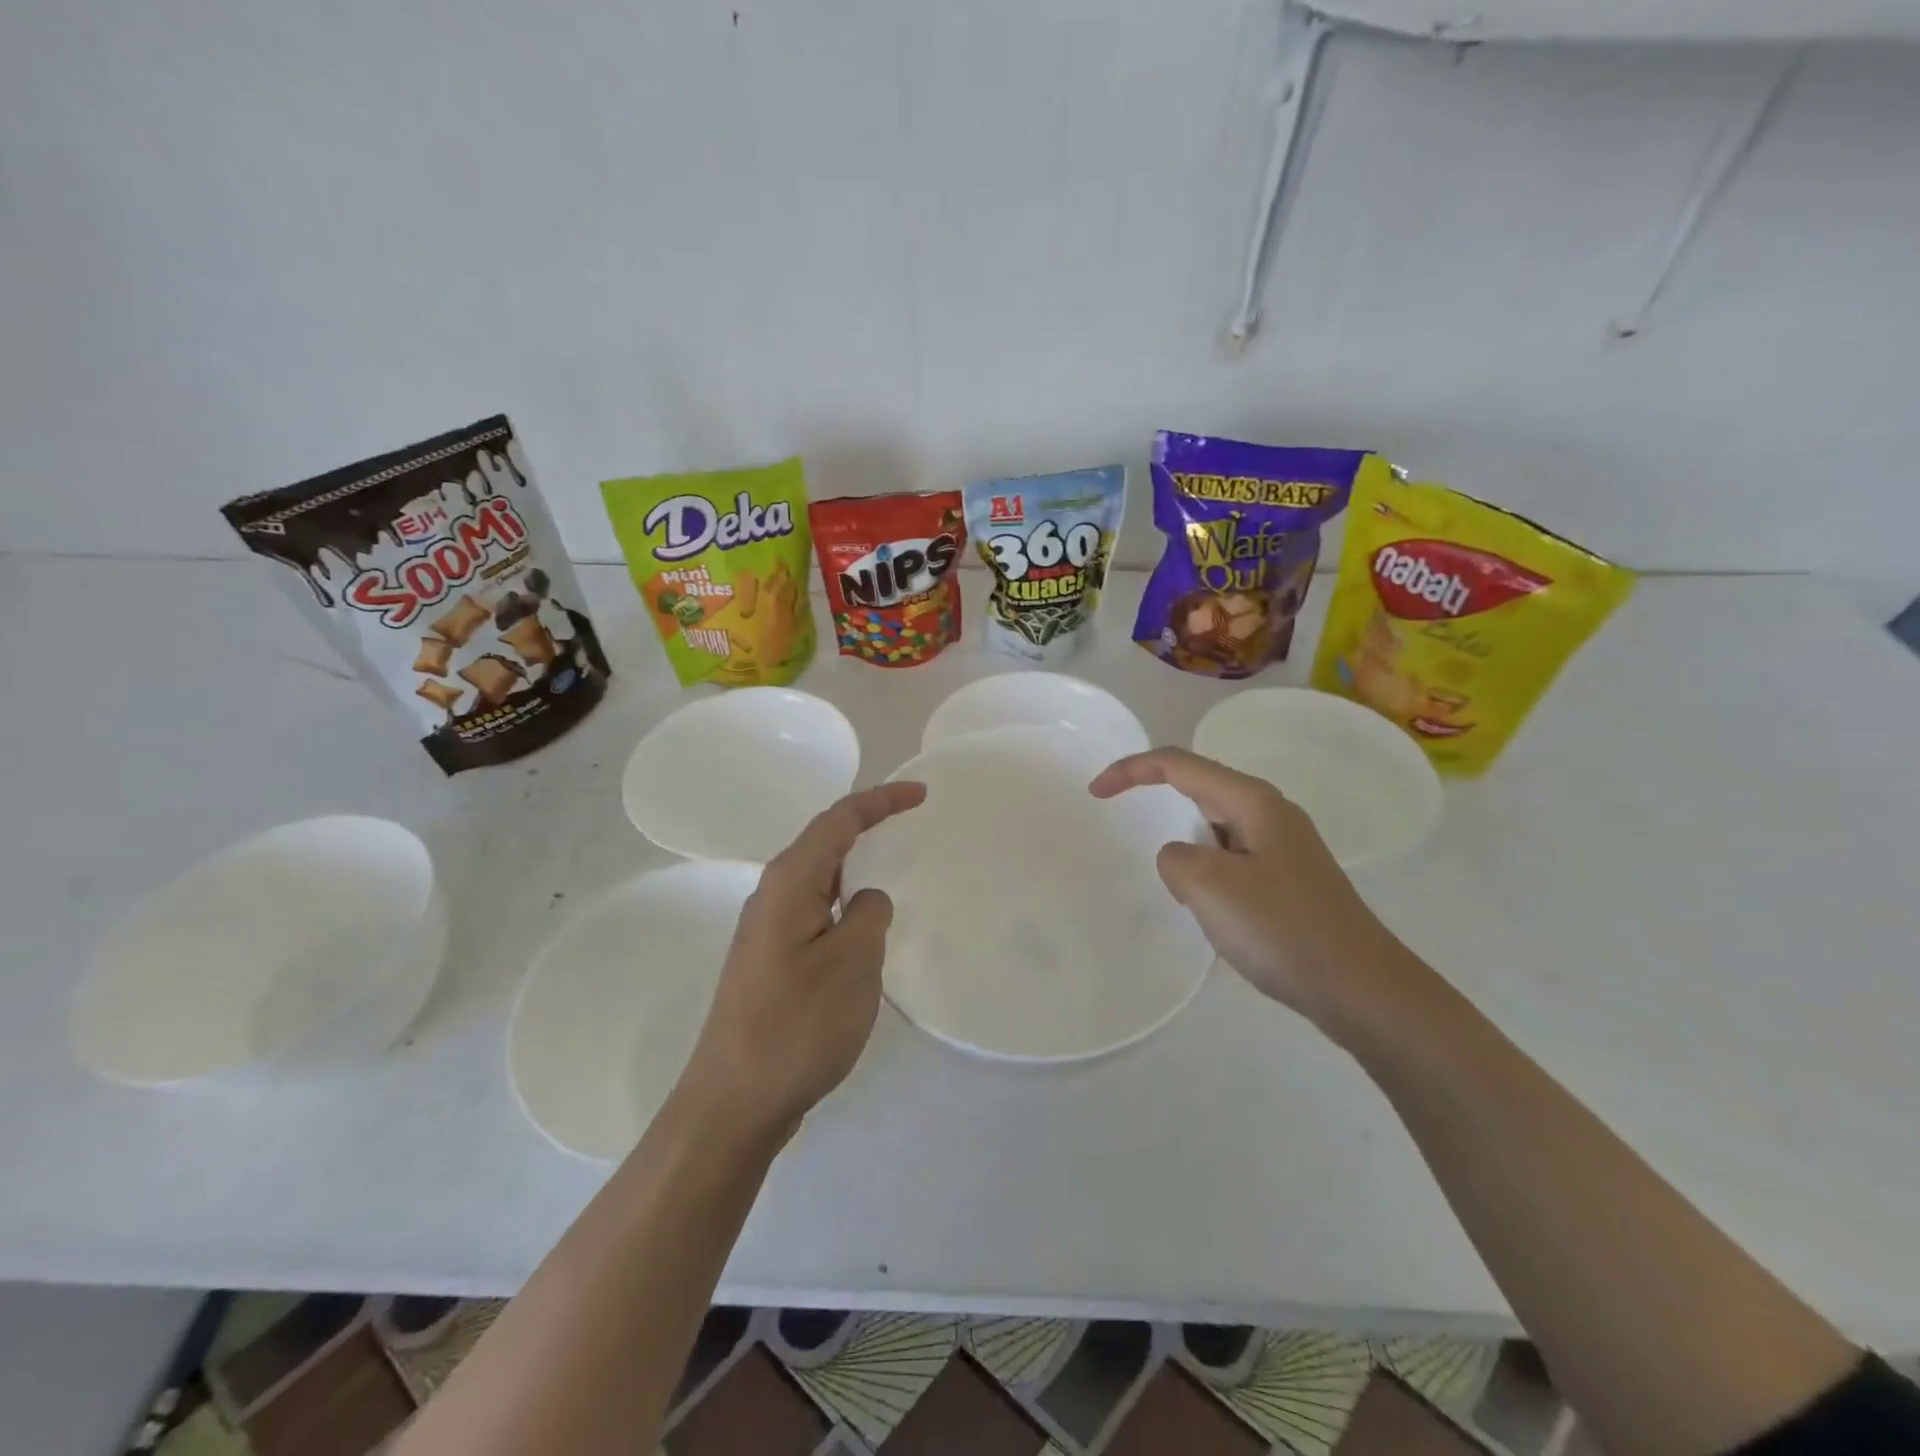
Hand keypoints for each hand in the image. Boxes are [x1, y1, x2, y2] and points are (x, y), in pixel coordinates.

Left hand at [680, 781, 926, 1139]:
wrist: (734, 1103)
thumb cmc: (798, 1025)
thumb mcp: (853, 962)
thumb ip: (869, 915)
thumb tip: (866, 899)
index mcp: (789, 883)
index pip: (838, 820)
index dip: (881, 801)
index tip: (921, 795)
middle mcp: (772, 896)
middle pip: (824, 842)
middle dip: (867, 825)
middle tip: (910, 821)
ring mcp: (767, 931)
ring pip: (818, 879)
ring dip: (855, 865)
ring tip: (892, 863)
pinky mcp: (771, 963)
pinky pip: (815, 912)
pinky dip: (844, 903)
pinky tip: (864, 926)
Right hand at [1089, 747, 1425, 1042]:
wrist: (1362, 988)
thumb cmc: (1283, 929)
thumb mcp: (1210, 887)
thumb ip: (1175, 858)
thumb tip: (1180, 858)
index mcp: (1252, 801)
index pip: (1178, 764)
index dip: (1131, 770)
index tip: (1096, 793)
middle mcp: (1270, 812)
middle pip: (1198, 788)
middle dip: (1157, 802)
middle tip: (1125, 828)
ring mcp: (1283, 845)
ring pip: (1214, 827)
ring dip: (1185, 846)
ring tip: (1179, 888)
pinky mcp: (1288, 877)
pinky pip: (1231, 857)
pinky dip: (1206, 871)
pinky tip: (1210, 908)